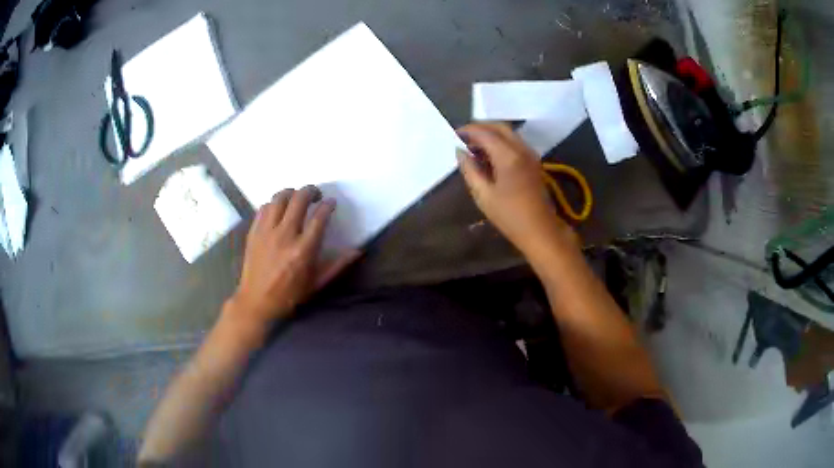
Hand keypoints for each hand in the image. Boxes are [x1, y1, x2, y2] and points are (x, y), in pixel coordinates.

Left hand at [227, 186, 359, 329]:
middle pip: (299, 199)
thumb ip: (338, 265)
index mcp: (304, 250)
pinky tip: (278, 209)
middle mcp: (285, 235)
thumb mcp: (317, 283)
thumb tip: (358, 251)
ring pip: (279, 198)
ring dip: (291, 193)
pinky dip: (274, 203)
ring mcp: (267, 232)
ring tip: (296, 198)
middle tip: (316, 195)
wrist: (257, 302)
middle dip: (311, 191)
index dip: (328, 205)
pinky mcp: (254, 232)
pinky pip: (264, 208)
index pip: (319, 216)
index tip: (331, 203)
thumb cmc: (290, 295)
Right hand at [456, 123, 576, 253]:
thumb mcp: (483, 195)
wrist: (540, 230)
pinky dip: (500, 142)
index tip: (454, 135)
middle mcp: (521, 149)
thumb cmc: (510, 216)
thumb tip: (460, 152)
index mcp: (509, 156)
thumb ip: (470, 169)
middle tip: (464, 138)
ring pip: (509, 133)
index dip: (469, 131)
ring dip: (491, 134)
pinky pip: (515, 143)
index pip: (486, 133)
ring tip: (474, 147)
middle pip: (500, 127)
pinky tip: (489, 155)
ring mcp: (530, 154)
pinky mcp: (533, 162)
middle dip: (480, 128)